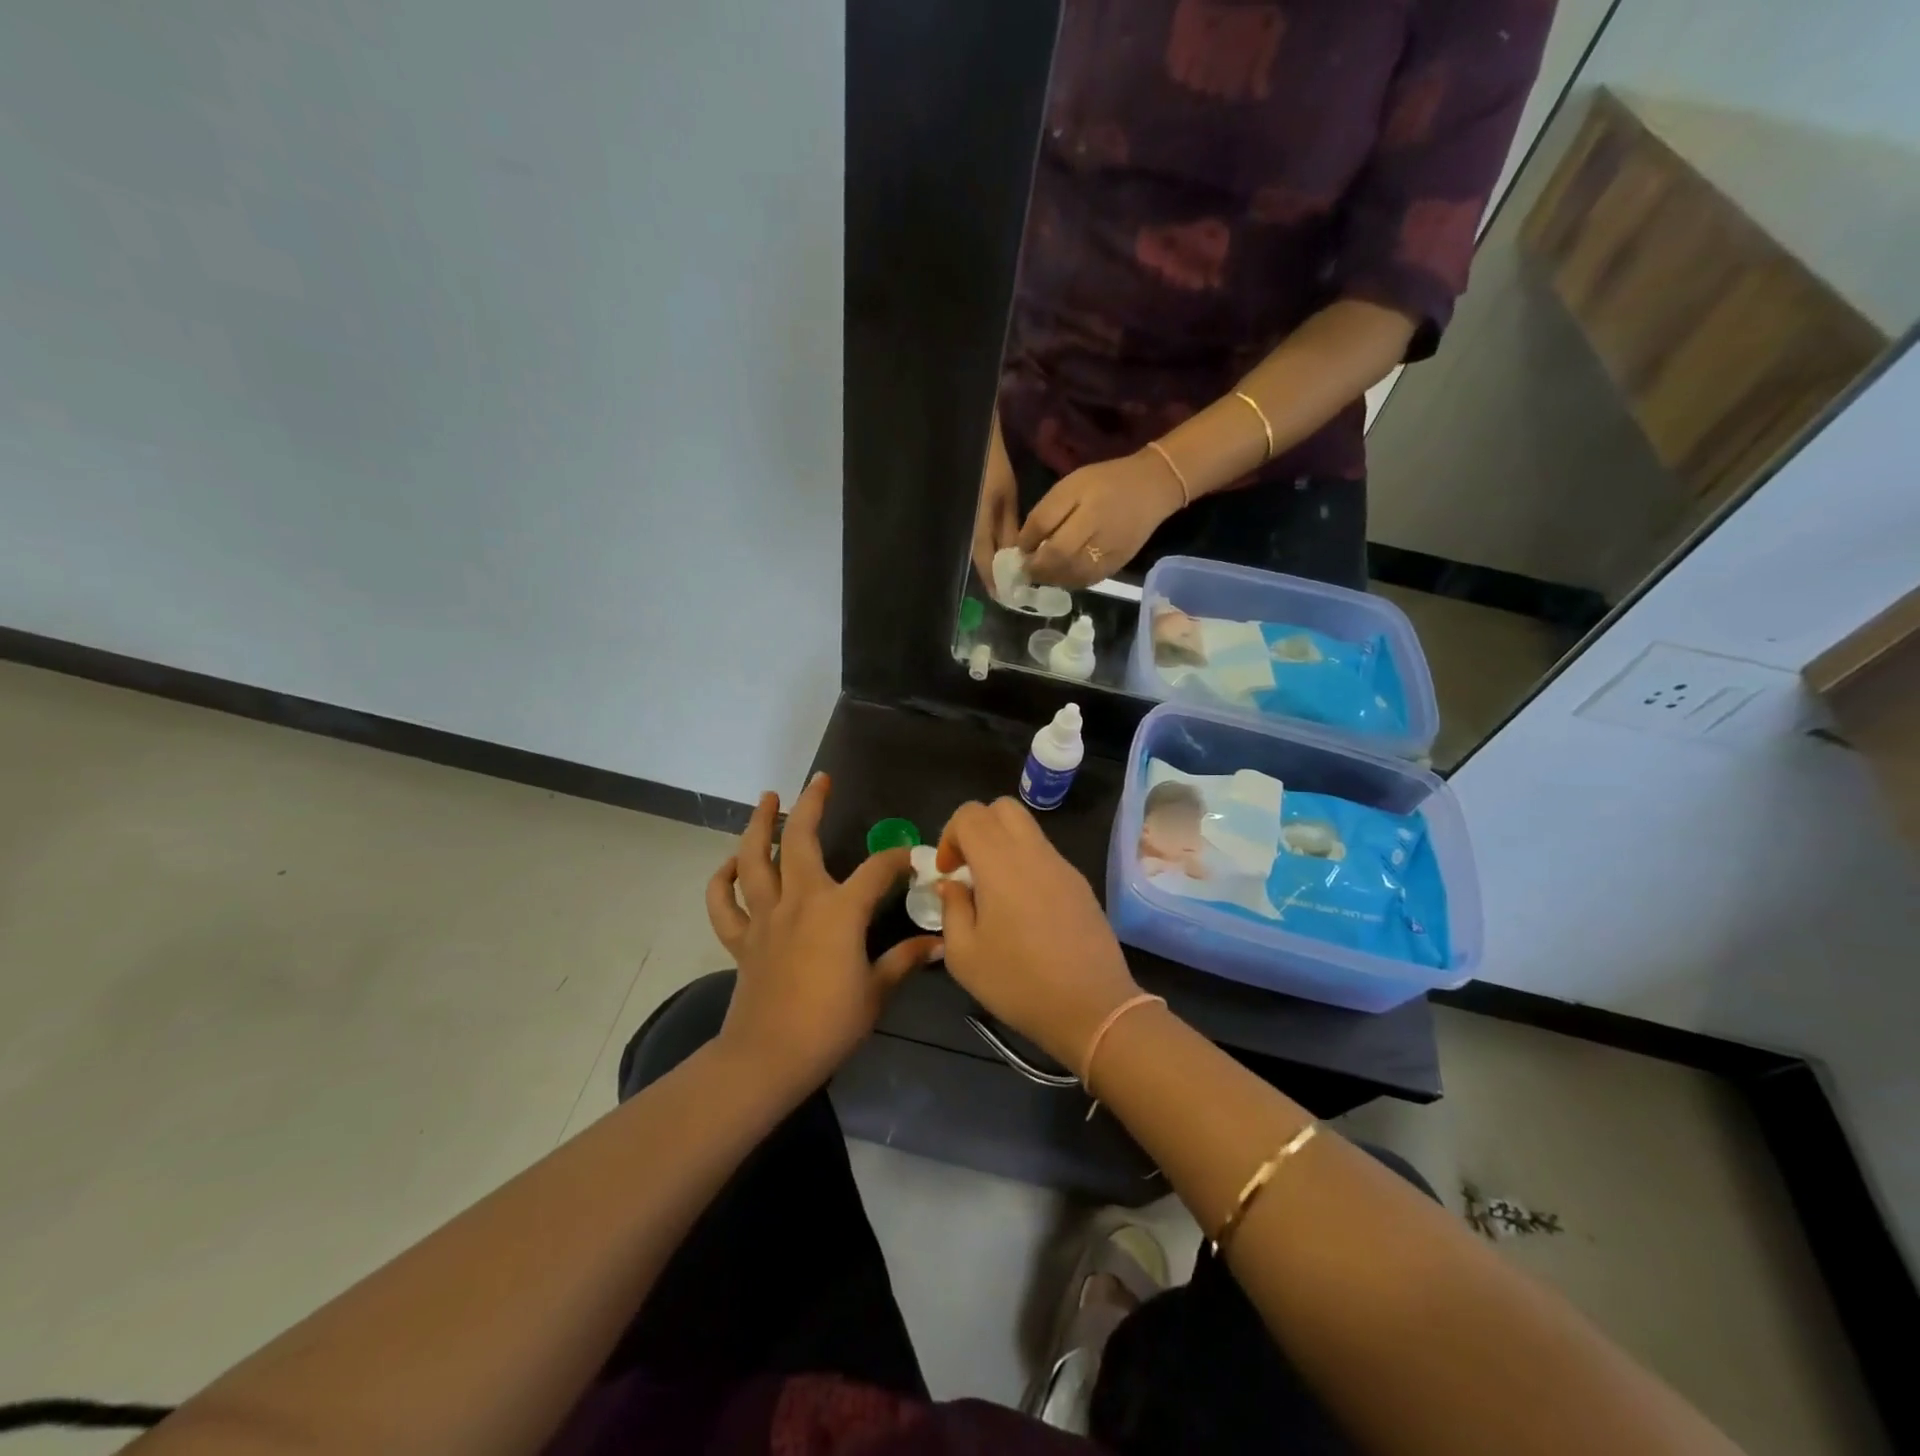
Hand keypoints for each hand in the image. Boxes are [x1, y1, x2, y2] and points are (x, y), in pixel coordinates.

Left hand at [706, 774, 939, 1097]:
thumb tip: (938, 944)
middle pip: (802, 841)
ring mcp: (765, 917)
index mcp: (839, 911)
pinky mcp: (741, 939)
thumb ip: (904, 961)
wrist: (768, 1058)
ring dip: (760, 826)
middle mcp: (800, 900)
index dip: (896, 859)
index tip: (910, 858)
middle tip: (820, 781)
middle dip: (812, 805)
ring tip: (767, 800)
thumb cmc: (829, 1025)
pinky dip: (721, 880)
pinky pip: (723, 903)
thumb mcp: (877, 992)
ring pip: (754, 859)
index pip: (876, 870)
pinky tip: (730, 865)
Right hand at [934, 798, 1142, 1072]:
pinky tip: (1024, 911)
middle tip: (968, 868)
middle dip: (978, 828)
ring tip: (994, 893)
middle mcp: (1034, 853)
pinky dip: (1026, 865)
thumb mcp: (964, 956)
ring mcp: (1063, 866)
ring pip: (1028, 830)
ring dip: (1003, 846)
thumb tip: (953, 885)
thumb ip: (952, 909)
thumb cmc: (1019, 983)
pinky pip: (1046, 856)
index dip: (950, 835)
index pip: (971, 814)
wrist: (1093, 1008)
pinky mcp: (1081, 884)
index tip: (948, 873)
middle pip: (1003, 808)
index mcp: (1000, 863)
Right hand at [971, 421, 1020, 586]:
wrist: (964, 436)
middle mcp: (965, 533)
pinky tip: (1001, 550)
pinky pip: (977, 539)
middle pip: (981, 563)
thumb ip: (1010, 529)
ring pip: (978, 552)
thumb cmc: (989, 463)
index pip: (987, 567)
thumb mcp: (1006, 497)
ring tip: (1011, 573)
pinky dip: (989, 548)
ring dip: (993, 563)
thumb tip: (1019, 559)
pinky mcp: (962, 517)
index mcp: (975, 530)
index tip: (1011, 599)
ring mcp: (961, 525)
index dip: (999, 584)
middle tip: (1015, 589)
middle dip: (996, 576)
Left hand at [1018, 449, 1184, 587]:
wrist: (1152, 488)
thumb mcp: (1070, 487)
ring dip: (1051, 578)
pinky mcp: (1117, 566)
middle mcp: (1100, 538)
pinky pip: (1087, 581)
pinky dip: (1069, 581)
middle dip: (1037, 568)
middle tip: (1025, 567)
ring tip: (1041, 571)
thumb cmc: (1105, 482)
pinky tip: (1061, 574)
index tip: (1017, 553)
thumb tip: (1023, 545)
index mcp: (1088, 513)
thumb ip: (1045, 515)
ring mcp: (1111, 555)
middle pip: (1060, 562)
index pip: (1050, 539)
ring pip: (1072, 577)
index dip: (1029, 550)